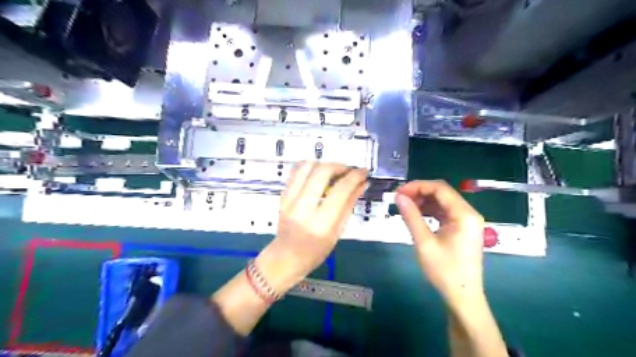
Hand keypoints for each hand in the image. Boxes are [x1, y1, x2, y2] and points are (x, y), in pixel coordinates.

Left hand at [255, 162, 367, 294]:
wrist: (285, 257)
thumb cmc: (315, 251)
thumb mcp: (337, 233)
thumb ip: (349, 205)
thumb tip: (362, 184)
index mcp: (320, 224)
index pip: (340, 191)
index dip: (354, 177)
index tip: (363, 172)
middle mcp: (303, 209)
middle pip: (322, 172)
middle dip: (339, 166)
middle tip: (348, 171)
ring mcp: (289, 200)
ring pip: (306, 166)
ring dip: (323, 164)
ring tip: (333, 171)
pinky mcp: (282, 196)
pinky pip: (296, 171)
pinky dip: (310, 167)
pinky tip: (318, 173)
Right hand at [397, 181, 484, 306]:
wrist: (462, 296)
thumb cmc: (444, 270)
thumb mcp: (424, 242)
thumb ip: (411, 216)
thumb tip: (399, 197)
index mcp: (464, 214)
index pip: (440, 188)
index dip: (417, 186)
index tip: (399, 192)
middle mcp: (469, 213)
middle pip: (442, 193)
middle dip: (419, 192)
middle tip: (399, 199)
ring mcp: (467, 221)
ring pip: (443, 201)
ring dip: (424, 201)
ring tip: (405, 206)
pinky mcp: (462, 228)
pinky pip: (445, 212)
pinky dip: (430, 210)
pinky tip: (417, 214)